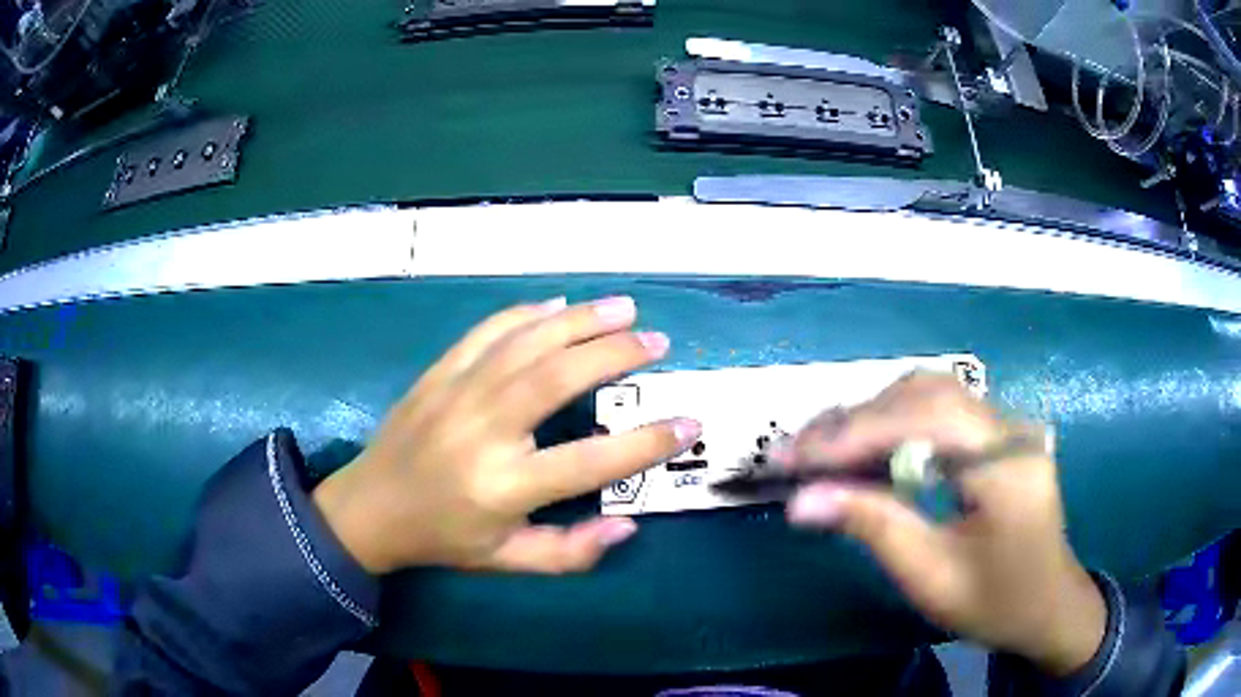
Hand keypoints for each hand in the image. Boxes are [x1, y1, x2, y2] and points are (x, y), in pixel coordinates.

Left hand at [312, 296, 699, 575]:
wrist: (369, 507)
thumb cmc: (442, 538)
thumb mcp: (507, 560)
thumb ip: (570, 552)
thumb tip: (626, 523)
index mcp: (505, 486)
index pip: (590, 461)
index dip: (646, 443)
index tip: (688, 423)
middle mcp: (483, 432)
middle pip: (557, 379)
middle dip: (615, 354)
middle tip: (656, 342)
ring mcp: (457, 393)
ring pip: (526, 344)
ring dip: (579, 320)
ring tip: (623, 308)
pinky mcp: (439, 373)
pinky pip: (488, 332)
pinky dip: (526, 313)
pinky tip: (558, 305)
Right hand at [776, 373, 1105, 676]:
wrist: (1047, 605)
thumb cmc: (996, 603)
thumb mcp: (932, 578)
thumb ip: (874, 528)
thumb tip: (802, 501)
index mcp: (1007, 465)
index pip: (927, 418)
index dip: (856, 432)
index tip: (794, 459)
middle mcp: (1009, 428)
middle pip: (925, 393)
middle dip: (855, 420)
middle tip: (797, 455)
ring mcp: (1005, 426)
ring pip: (929, 394)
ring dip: (870, 417)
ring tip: (821, 453)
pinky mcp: (995, 434)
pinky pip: (938, 412)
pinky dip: (892, 425)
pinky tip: (863, 452)